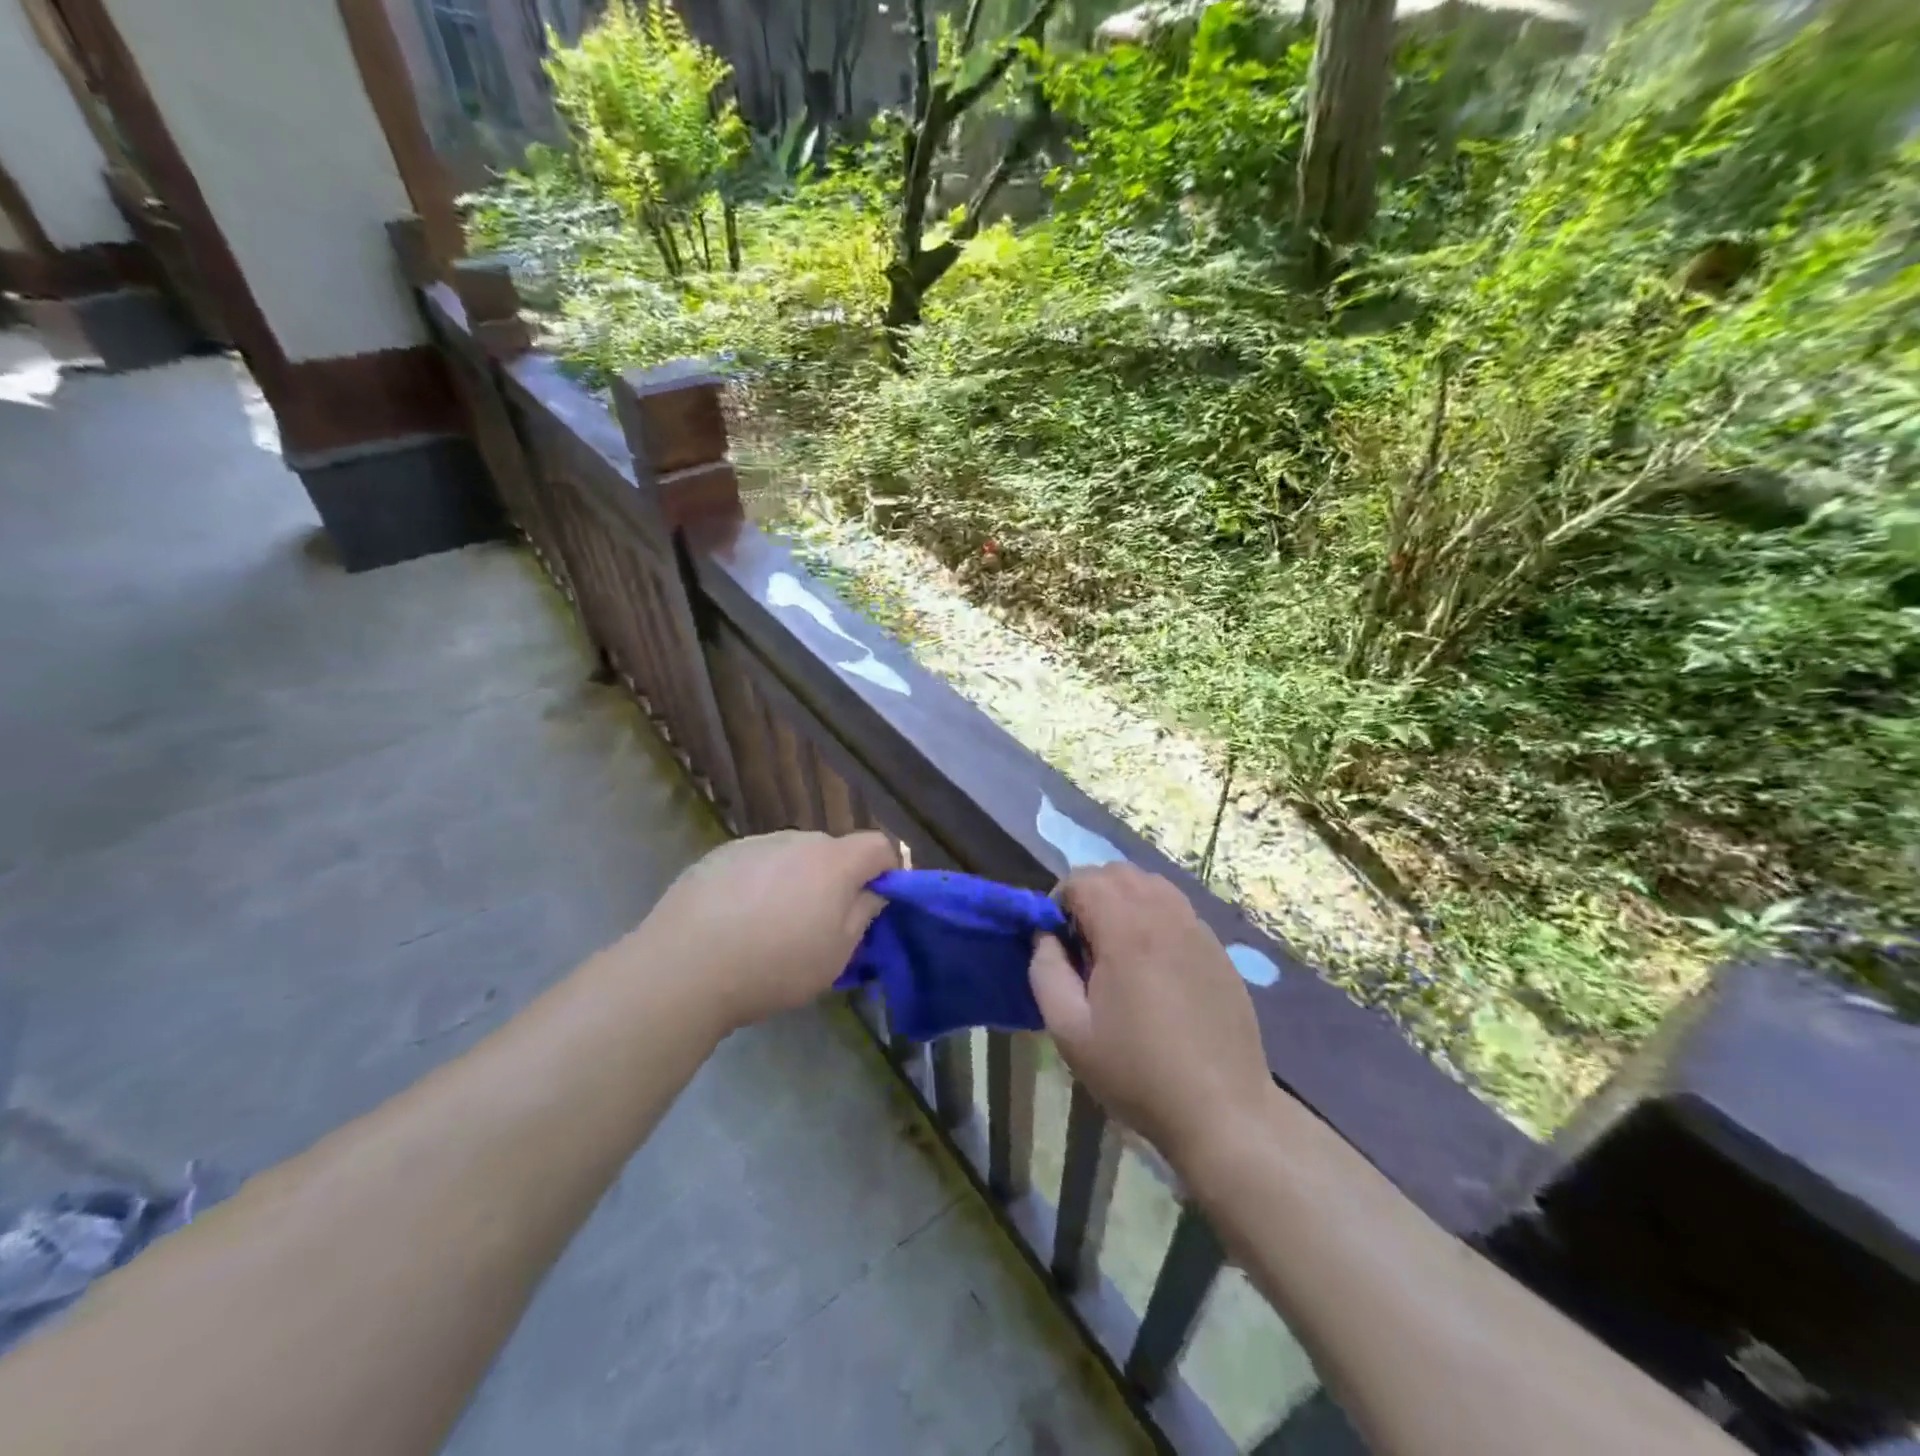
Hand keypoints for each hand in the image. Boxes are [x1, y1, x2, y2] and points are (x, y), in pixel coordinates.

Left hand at [639, 830, 898, 1034]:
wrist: (684, 967)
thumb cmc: (774, 965)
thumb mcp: (836, 954)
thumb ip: (863, 914)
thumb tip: (873, 890)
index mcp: (834, 861)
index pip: (879, 846)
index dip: (887, 870)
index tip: (878, 901)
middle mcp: (797, 839)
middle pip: (832, 852)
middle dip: (837, 880)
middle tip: (822, 924)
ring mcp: (755, 844)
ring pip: (792, 857)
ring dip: (796, 881)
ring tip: (772, 925)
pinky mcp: (718, 855)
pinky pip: (756, 864)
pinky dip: (758, 884)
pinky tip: (736, 920)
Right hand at [1029, 864, 1274, 1170]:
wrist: (1222, 1110)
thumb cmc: (1137, 1071)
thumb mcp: (1069, 1030)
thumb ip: (1045, 970)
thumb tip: (1044, 935)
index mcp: (1127, 929)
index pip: (1083, 879)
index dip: (1059, 900)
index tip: (1058, 941)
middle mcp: (1165, 916)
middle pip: (1117, 872)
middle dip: (1091, 893)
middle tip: (1084, 942)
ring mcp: (1197, 929)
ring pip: (1151, 884)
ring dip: (1124, 900)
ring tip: (1117, 948)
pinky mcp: (1217, 949)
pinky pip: (1177, 909)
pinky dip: (1154, 916)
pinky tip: (1153, 964)